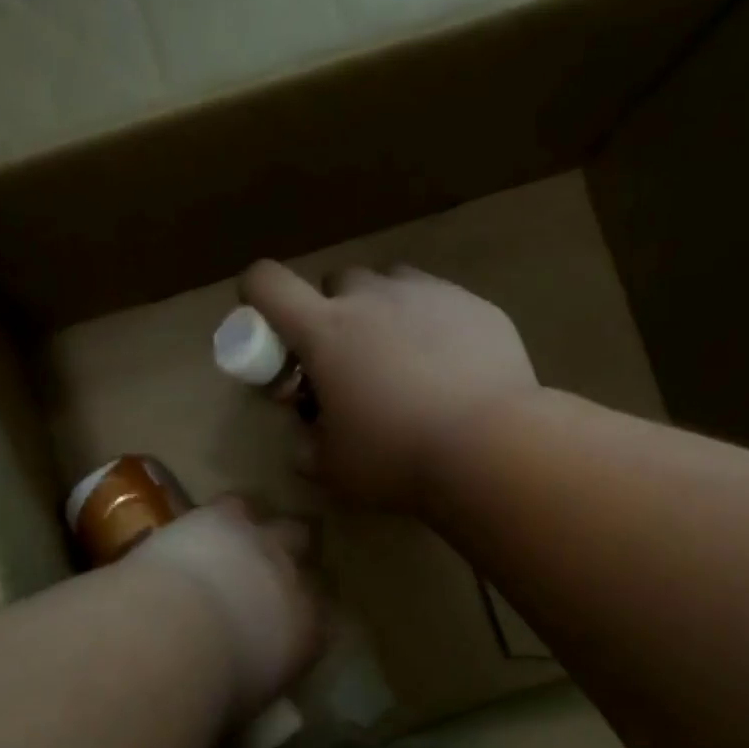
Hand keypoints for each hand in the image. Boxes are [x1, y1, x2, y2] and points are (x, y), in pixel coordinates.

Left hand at [128, 498, 320, 717]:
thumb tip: (249, 699)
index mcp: (308, 632)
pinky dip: (222, 517)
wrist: (171, 637)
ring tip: (240, 542)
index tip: (289, 625)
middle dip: (292, 560)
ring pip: (282, 524)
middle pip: (310, 561)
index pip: (324, 619)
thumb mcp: (245, 704)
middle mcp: (295, 580)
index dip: (307, 616)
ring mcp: (262, 544)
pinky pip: (234, 505)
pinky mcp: (221, 518)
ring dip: (265, 533)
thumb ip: (257, 689)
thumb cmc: (209, 690)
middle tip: (267, 573)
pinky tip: (202, 526)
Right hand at [240, 260, 538, 511]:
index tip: (273, 332)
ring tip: (400, 357)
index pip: (267, 282)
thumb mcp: (333, 466)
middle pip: (336, 280)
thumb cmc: (396, 456)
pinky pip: (439, 300)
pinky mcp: (475, 305)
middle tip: (347, 361)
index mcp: (325, 331)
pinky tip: (450, 367)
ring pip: (390, 282)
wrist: (491, 446)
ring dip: (382, 310)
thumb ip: (307, 447)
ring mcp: (428, 294)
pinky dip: (431, 323)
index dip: (257, 297)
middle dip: (333, 312)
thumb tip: (305, 441)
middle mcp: (372, 298)